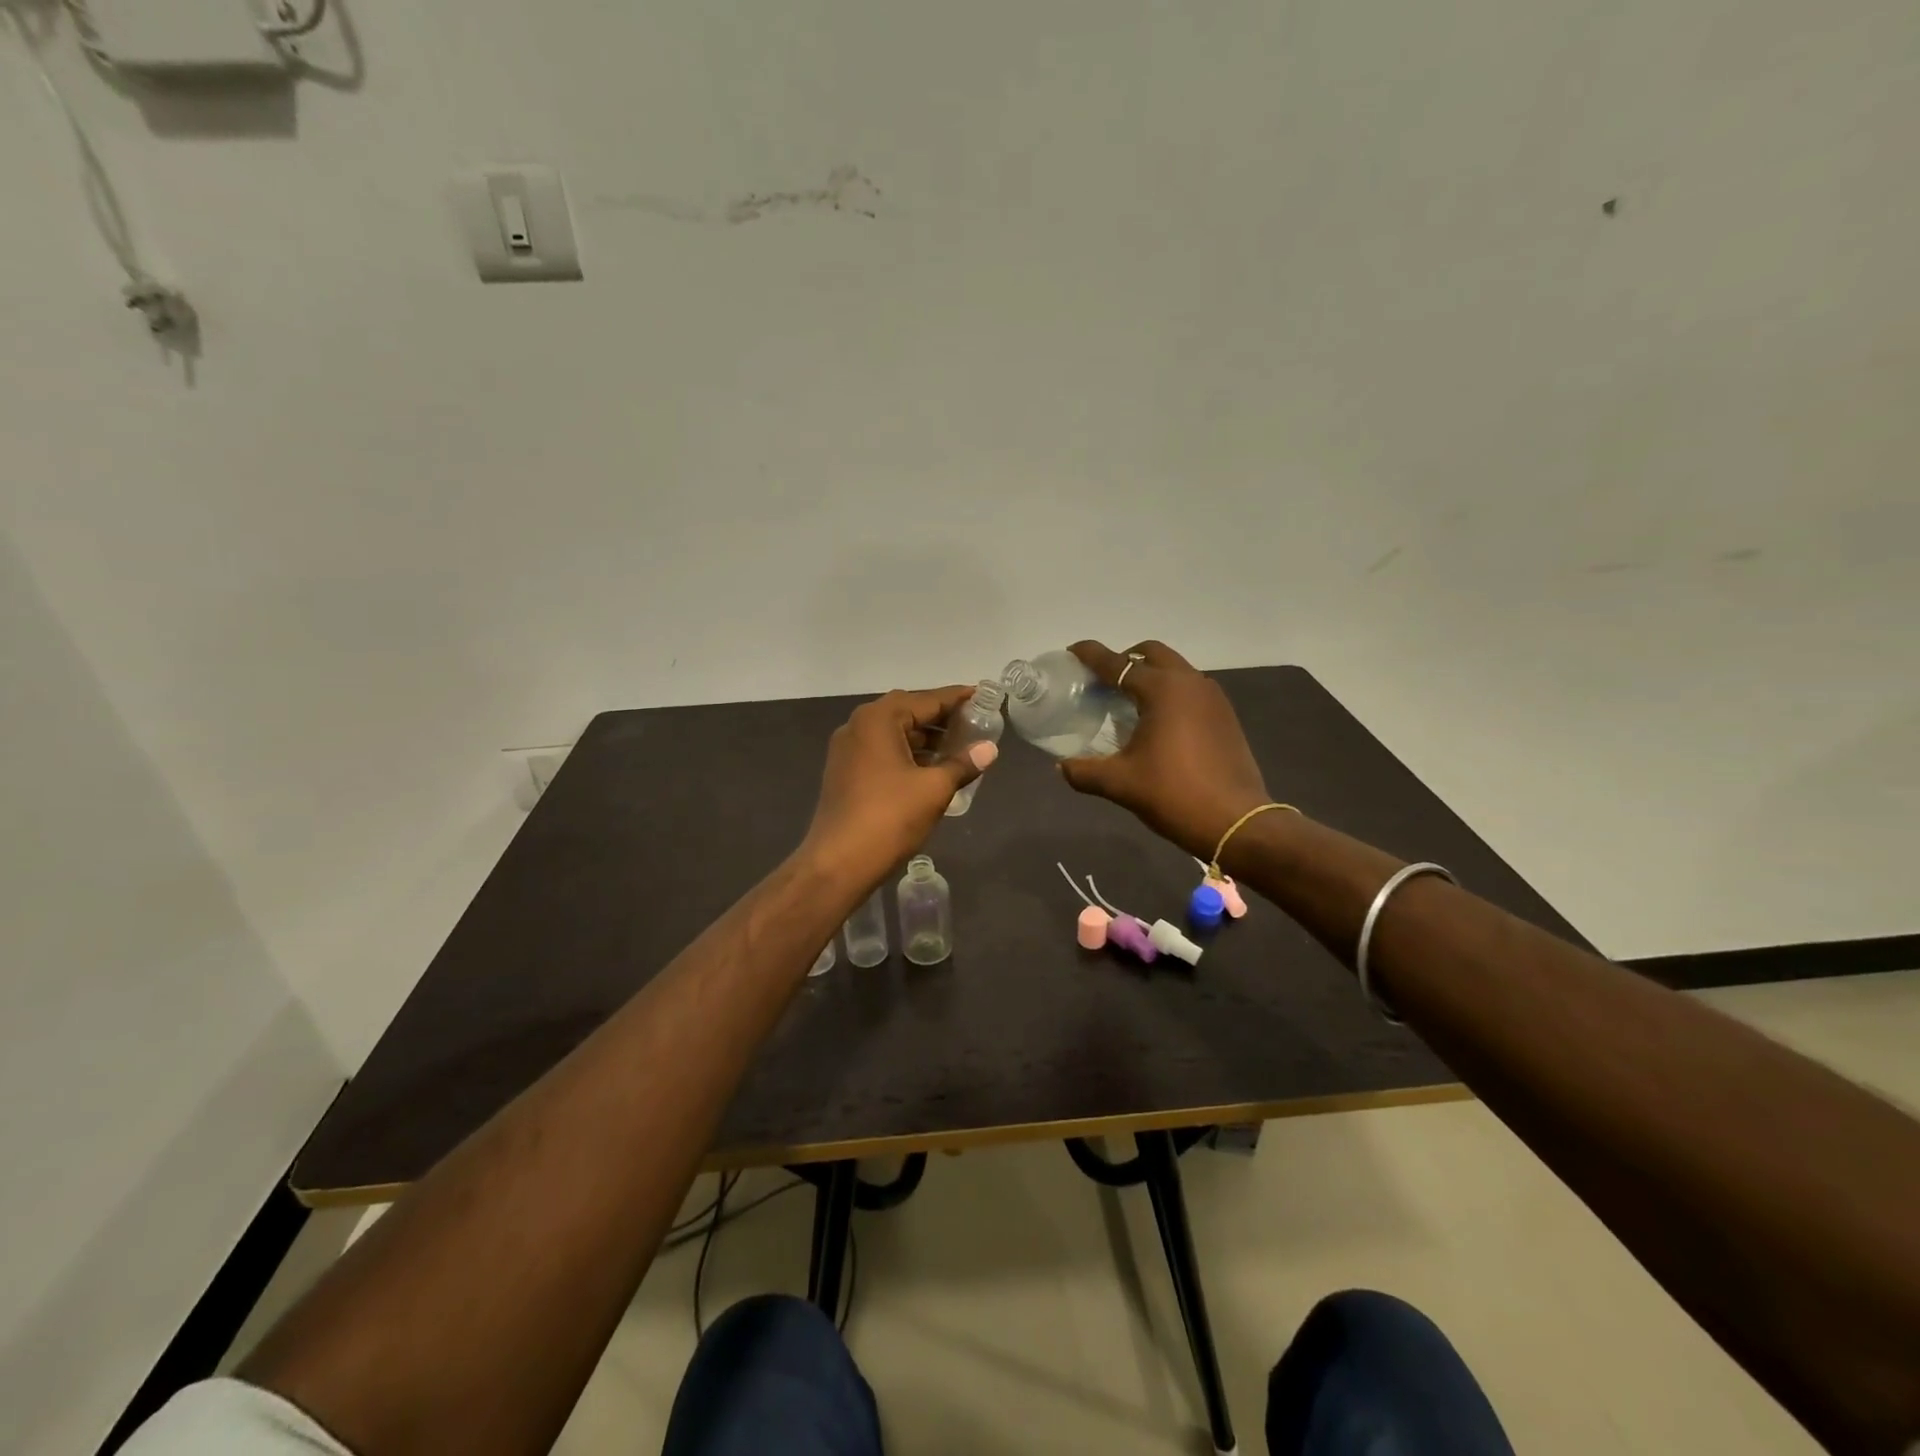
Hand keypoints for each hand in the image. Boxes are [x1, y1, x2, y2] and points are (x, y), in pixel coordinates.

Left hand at [801, 686, 997, 891]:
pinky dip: (908, 754)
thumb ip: (963, 764)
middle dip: (941, 717)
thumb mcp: (934, 789)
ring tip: (959, 747)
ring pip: (894, 733)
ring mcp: (847, 750)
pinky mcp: (845, 773)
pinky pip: (882, 752)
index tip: (983, 696)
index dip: (957, 698)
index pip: (926, 699)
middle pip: (907, 712)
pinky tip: (931, 768)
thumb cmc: (889, 818)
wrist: (838, 863)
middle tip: (974, 723)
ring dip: (925, 738)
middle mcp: (858, 726)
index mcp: (878, 719)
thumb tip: (990, 749)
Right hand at [1057, 640, 1270, 859]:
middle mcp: (1190, 683)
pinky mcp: (1225, 717)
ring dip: (1151, 675)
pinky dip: (1170, 693)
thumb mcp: (1120, 784)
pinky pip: (1191, 690)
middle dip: (1125, 659)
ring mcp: (1213, 698)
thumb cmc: (1174, 794)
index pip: (1118, 664)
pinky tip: (1158, 723)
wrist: (1236, 822)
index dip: (1091, 655)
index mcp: (1162, 690)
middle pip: (1152, 654)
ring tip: (1128, 701)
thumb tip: (1062, 768)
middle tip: (1103, 680)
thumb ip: (1084, 772)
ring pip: (1176, 670)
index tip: (1072, 651)